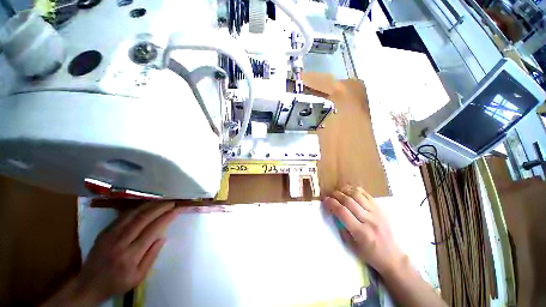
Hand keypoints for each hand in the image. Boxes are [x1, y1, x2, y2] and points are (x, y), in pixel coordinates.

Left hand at [72, 202, 182, 304]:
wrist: (88, 285)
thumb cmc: (117, 283)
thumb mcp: (138, 277)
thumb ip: (152, 256)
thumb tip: (163, 237)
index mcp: (131, 255)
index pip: (153, 229)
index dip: (168, 216)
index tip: (178, 209)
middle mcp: (120, 241)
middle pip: (144, 217)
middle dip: (161, 207)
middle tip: (173, 202)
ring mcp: (110, 234)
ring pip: (133, 213)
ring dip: (150, 205)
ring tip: (162, 201)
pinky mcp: (105, 231)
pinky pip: (124, 215)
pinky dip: (138, 208)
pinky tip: (146, 206)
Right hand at [323, 186, 404, 274]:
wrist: (392, 256)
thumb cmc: (370, 254)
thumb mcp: (352, 246)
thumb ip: (342, 227)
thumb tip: (334, 212)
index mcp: (360, 232)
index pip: (342, 212)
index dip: (331, 203)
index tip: (324, 200)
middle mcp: (369, 220)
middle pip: (348, 201)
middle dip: (336, 195)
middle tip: (329, 194)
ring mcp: (376, 213)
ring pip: (357, 195)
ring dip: (345, 190)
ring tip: (338, 191)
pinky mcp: (381, 209)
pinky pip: (366, 195)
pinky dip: (356, 190)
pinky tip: (349, 191)